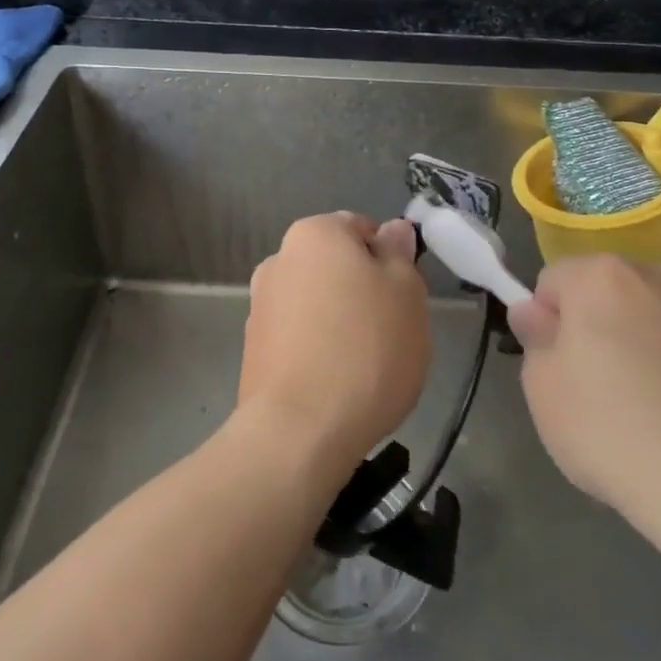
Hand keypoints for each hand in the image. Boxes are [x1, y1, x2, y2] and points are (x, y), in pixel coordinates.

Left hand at [239, 213, 430, 475]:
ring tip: (364, 366)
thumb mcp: (406, 292)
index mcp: (314, 233)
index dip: (390, 259)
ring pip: (317, 303)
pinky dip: (317, 350)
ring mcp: (260, 306)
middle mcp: (279, 259)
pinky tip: (336, 384)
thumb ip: (399, 253)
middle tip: (391, 330)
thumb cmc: (366, 349)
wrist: (299, 431)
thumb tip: (392, 230)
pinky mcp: (253, 349)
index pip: (361, 228)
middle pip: (336, 266)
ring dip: (340, 322)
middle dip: (363, 291)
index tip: (404, 296)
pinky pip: (298, 338)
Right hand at [507, 256, 660, 548]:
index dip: (546, 323)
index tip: (554, 369)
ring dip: (642, 346)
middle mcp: (660, 276)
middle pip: (608, 293)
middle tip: (594, 391)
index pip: (553, 282)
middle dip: (596, 328)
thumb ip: (534, 339)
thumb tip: (536, 314)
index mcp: (603, 275)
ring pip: (654, 319)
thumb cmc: (614, 431)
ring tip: (647, 413)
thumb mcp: (542, 390)